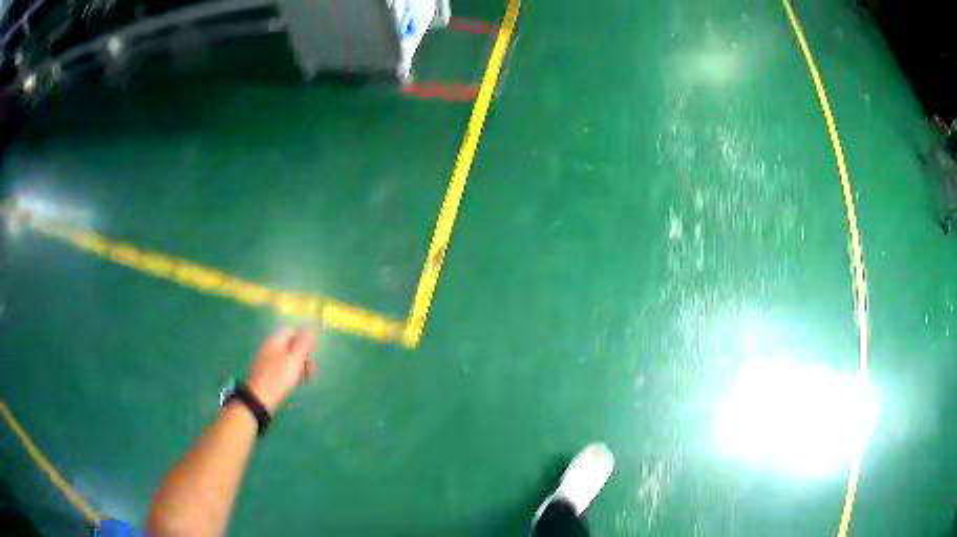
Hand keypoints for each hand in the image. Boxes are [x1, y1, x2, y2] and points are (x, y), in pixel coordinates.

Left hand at [245, 327, 317, 412]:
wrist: (257, 399)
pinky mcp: (265, 372)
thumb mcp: (294, 361)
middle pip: (289, 344)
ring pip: (286, 357)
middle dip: (303, 355)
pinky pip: (280, 367)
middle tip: (312, 370)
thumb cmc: (278, 379)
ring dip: (298, 365)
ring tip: (305, 380)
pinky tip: (293, 383)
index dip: (304, 339)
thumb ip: (303, 344)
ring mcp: (266, 360)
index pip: (292, 330)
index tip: (314, 353)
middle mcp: (269, 346)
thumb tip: (310, 328)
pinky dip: (290, 372)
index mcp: (275, 340)